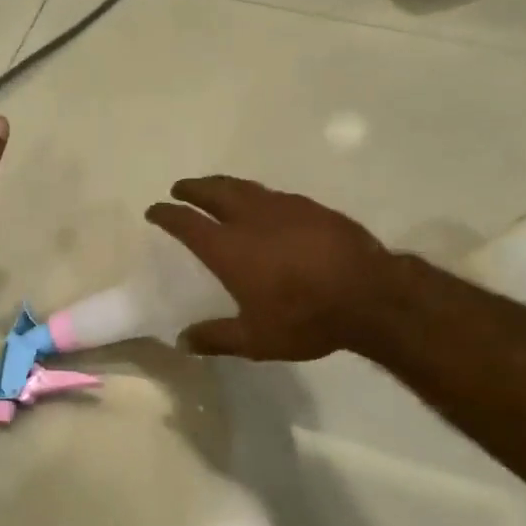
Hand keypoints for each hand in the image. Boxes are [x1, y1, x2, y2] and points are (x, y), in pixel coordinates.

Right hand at [145, 177, 395, 360]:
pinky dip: (256, 194)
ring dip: (223, 185)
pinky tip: (263, 204)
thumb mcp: (256, 339)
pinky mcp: (312, 208)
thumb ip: (216, 337)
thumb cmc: (306, 318)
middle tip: (181, 187)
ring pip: (244, 187)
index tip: (155, 210)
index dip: (167, 214)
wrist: (370, 295)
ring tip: (215, 188)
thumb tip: (182, 340)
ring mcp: (284, 208)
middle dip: (193, 188)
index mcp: (230, 249)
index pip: (187, 223)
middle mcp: (251, 219)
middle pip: (214, 192)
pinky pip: (273, 194)